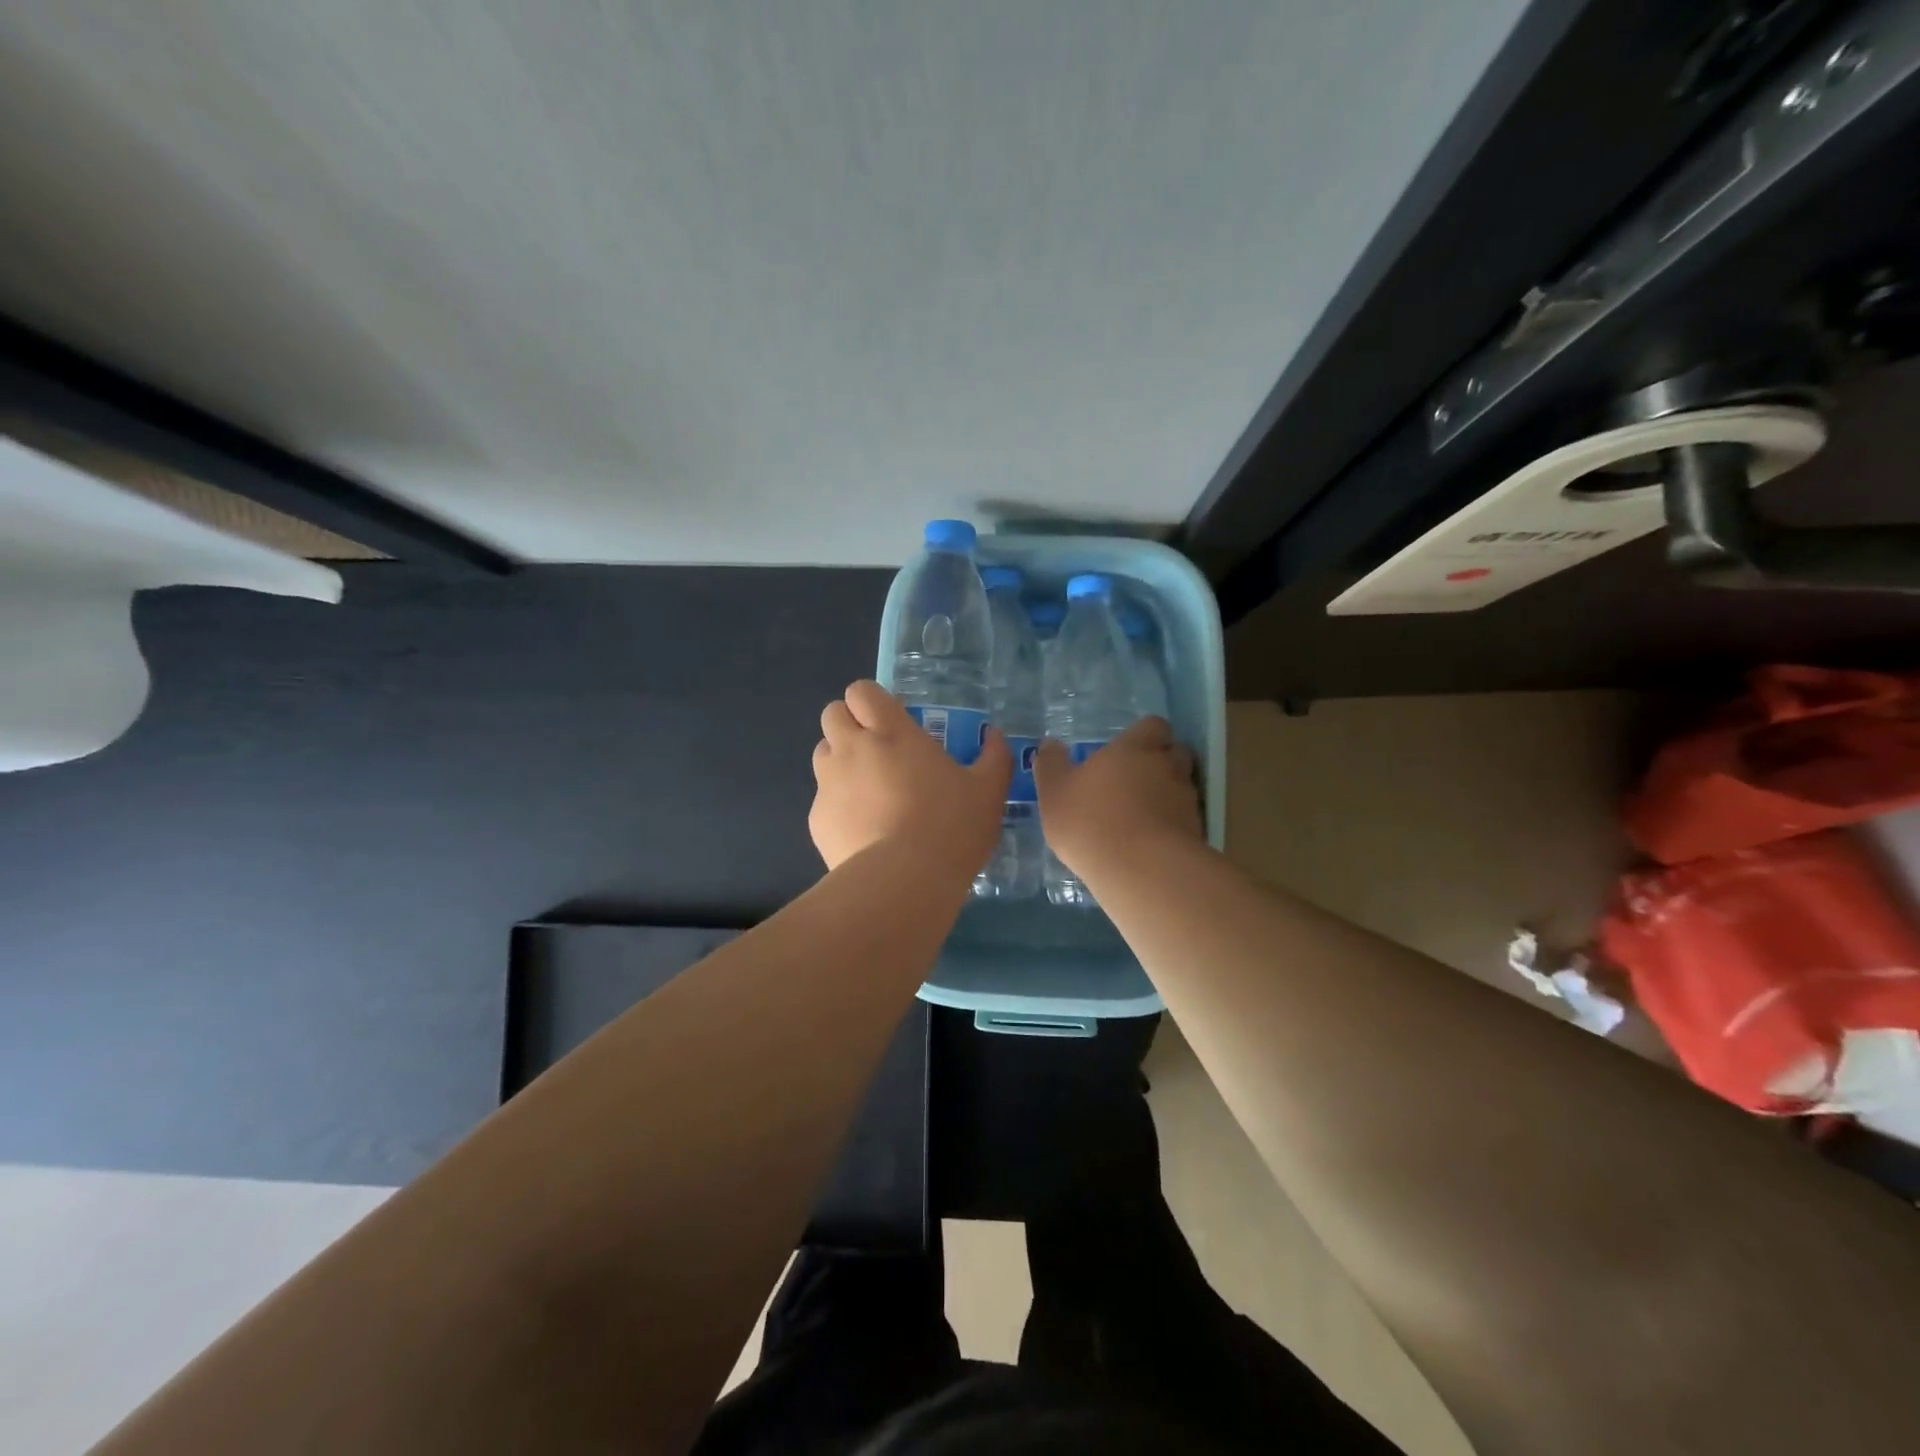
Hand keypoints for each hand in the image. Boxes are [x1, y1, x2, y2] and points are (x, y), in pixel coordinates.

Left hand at [810, 680, 1011, 875]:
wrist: (903, 882)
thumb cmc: (950, 827)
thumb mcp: (988, 791)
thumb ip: (994, 757)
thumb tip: (996, 735)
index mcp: (891, 732)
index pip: (861, 691)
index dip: (873, 700)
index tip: (893, 719)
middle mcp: (852, 748)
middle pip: (833, 714)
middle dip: (850, 723)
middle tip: (878, 749)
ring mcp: (829, 783)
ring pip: (823, 754)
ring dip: (841, 760)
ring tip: (869, 789)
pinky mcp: (817, 819)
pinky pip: (823, 798)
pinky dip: (839, 804)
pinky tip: (863, 829)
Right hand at [1033, 716, 1202, 879]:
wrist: (1140, 869)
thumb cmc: (1090, 820)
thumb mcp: (1055, 792)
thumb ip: (1052, 765)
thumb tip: (1049, 744)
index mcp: (1134, 748)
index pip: (1153, 725)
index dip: (1144, 735)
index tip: (1129, 749)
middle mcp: (1167, 766)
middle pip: (1175, 752)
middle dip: (1162, 761)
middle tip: (1137, 778)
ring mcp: (1186, 800)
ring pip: (1182, 787)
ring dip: (1168, 795)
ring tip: (1143, 815)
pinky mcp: (1196, 832)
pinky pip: (1185, 820)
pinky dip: (1172, 826)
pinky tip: (1151, 843)